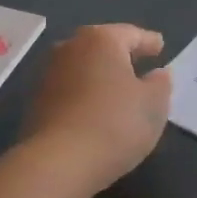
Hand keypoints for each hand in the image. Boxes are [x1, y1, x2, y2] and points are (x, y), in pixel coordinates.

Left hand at [22, 24, 171, 189]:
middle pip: (102, 46)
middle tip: (139, 64)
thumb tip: (157, 73)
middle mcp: (71, 47)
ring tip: (118, 90)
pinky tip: (95, 109)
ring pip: (82, 67)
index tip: (160, 46)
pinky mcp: (36, 101)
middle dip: (120, 55)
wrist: (57, 162)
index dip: (149, 41)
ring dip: (99, 75)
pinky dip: (84, 94)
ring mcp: (48, 73)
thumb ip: (160, 84)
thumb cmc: (115, 124)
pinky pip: (69, 89)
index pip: (132, 34)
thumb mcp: (154, 104)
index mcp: (102, 39)